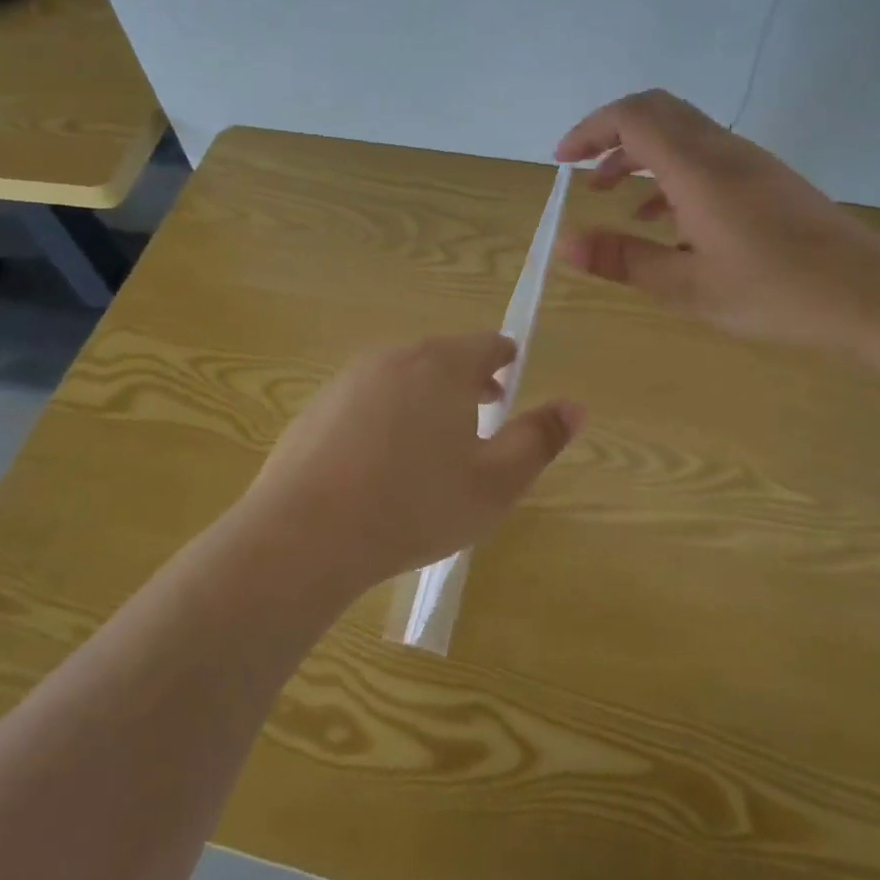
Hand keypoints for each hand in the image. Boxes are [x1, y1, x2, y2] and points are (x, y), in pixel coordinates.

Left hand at [238, 332, 583, 594]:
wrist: (303, 535)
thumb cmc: (414, 506)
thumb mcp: (494, 483)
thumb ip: (539, 440)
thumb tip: (576, 406)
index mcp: (441, 366)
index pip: (485, 343)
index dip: (504, 357)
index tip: (511, 375)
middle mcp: (394, 358)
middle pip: (441, 356)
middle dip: (467, 378)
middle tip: (484, 407)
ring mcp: (348, 381)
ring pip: (401, 376)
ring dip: (425, 395)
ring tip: (435, 437)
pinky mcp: (315, 408)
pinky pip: (365, 400)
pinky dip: (385, 414)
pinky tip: (382, 460)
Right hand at [554, 89, 879, 349]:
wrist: (869, 292)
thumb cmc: (775, 292)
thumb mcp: (689, 287)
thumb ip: (624, 260)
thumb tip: (564, 243)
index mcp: (699, 169)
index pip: (633, 117)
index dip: (590, 129)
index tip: (562, 162)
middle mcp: (722, 150)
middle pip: (656, 110)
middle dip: (610, 133)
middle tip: (582, 170)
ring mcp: (748, 161)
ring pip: (681, 132)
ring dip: (639, 153)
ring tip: (611, 195)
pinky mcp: (765, 178)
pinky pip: (704, 155)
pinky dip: (669, 172)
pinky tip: (662, 220)